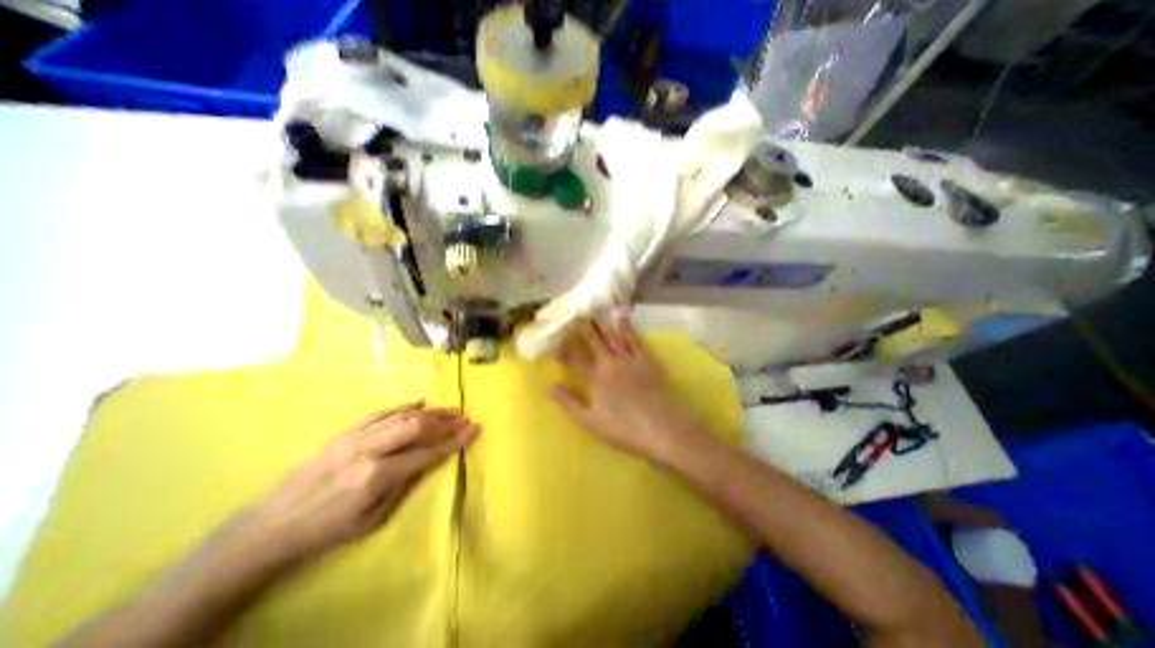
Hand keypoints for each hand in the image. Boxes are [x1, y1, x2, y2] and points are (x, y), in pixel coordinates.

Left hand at [225, 406, 477, 566]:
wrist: (270, 526)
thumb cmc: (326, 531)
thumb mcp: (372, 520)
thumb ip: (404, 485)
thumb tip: (428, 461)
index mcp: (376, 476)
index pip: (426, 454)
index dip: (454, 442)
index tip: (474, 430)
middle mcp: (369, 450)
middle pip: (416, 426)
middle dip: (444, 420)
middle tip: (464, 416)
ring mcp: (355, 437)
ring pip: (401, 416)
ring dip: (430, 412)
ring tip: (449, 410)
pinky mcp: (345, 433)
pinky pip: (380, 413)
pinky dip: (403, 407)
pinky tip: (419, 403)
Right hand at [548, 317, 703, 463]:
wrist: (662, 428)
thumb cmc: (623, 429)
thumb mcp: (589, 421)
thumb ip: (568, 402)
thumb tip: (549, 385)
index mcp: (595, 378)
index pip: (574, 359)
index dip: (563, 347)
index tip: (554, 337)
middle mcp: (610, 363)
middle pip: (593, 341)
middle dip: (582, 327)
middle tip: (573, 313)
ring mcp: (629, 359)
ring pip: (612, 335)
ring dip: (601, 322)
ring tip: (593, 308)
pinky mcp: (646, 359)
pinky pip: (634, 338)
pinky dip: (626, 325)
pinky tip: (621, 314)